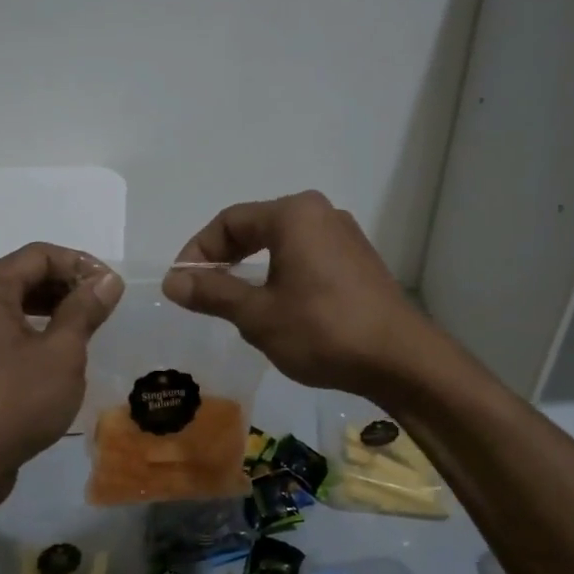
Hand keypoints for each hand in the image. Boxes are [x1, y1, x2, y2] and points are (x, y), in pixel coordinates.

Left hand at [0, 243, 122, 507]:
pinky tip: (57, 352)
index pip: (40, 255)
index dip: (81, 265)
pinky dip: (32, 329)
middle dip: (67, 285)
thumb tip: (107, 280)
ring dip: (52, 308)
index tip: (113, 289)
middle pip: (24, 274)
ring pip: (13, 302)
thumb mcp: (61, 353)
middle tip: (104, 308)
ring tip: (87, 328)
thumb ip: (84, 310)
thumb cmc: (14, 403)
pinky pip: (2, 328)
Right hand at [162, 191, 433, 394]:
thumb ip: (212, 293)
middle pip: (256, 228)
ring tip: (235, 305)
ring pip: (282, 245)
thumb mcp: (258, 315)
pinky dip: (281, 276)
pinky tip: (278, 309)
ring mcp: (344, 236)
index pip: (229, 221)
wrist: (401, 360)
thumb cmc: (322, 330)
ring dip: (252, 270)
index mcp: (294, 214)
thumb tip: (172, 281)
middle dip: (225, 260)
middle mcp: (320, 213)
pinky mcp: (358, 261)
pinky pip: (306, 258)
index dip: (198, 251)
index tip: (182, 285)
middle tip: (202, 293)